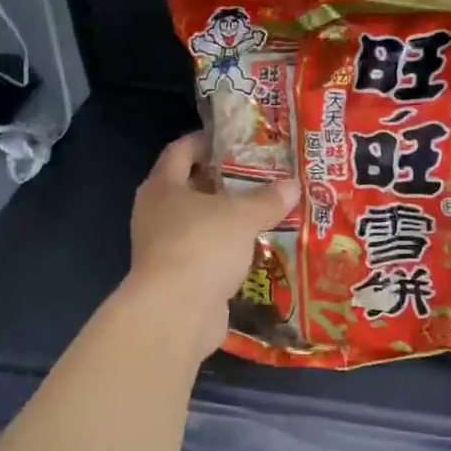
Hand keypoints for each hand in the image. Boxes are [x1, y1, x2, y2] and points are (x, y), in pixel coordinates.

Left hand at [126, 133, 298, 352]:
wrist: (176, 312)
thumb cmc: (202, 246)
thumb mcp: (242, 216)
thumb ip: (267, 199)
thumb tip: (293, 185)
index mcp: (162, 187)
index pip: (180, 151)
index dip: (206, 141)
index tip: (236, 138)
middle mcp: (157, 213)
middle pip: (191, 187)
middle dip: (225, 182)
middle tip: (262, 175)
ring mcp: (165, 248)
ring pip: (201, 223)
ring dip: (229, 219)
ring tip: (266, 211)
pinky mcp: (179, 278)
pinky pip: (207, 254)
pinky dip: (228, 250)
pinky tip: (256, 248)